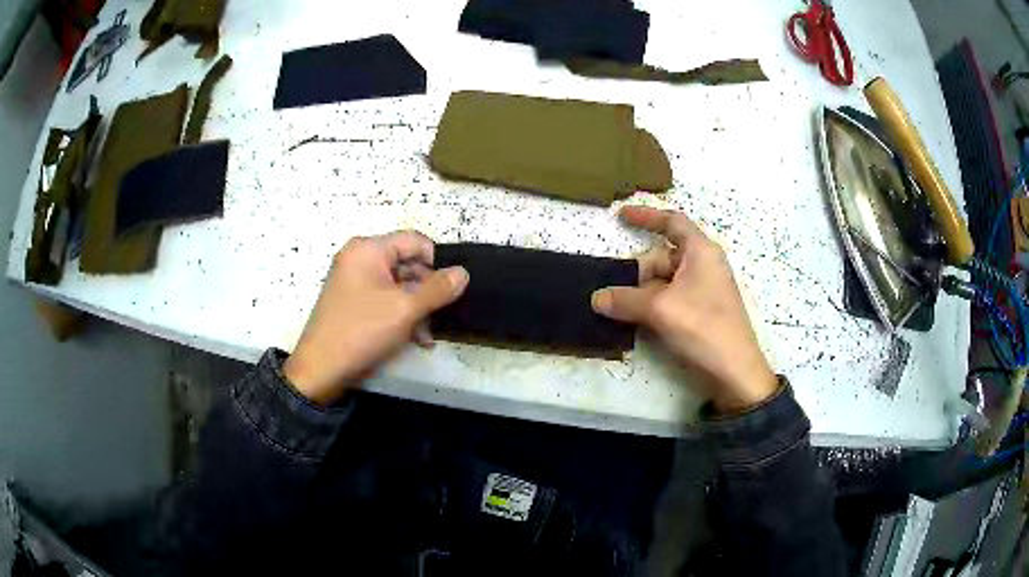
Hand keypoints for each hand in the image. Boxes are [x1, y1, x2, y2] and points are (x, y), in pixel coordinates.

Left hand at [284, 231, 468, 404]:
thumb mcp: (405, 309)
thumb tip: (464, 273)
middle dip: (427, 290)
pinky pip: (386, 299)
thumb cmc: (361, 330)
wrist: (321, 369)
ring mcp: (355, 281)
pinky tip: (417, 338)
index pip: (415, 241)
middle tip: (441, 315)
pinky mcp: (354, 302)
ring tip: (428, 334)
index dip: (437, 262)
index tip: (451, 288)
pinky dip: (402, 315)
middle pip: (407, 263)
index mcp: (368, 249)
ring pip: (399, 285)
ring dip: (418, 308)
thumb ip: (437, 289)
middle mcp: (360, 258)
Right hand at [591, 206, 776, 412]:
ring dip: (644, 293)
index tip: (621, 216)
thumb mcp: (660, 309)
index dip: (646, 216)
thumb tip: (596, 298)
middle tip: (620, 294)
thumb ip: (625, 300)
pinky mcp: (703, 310)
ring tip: (625, 312)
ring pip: (666, 281)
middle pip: (663, 257)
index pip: (672, 222)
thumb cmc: (703, 327)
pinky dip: (655, 305)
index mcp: (701, 251)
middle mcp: (704, 264)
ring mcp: (705, 289)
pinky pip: (672, 298)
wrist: (734, 371)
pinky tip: (641, 322)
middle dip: (639, 272)